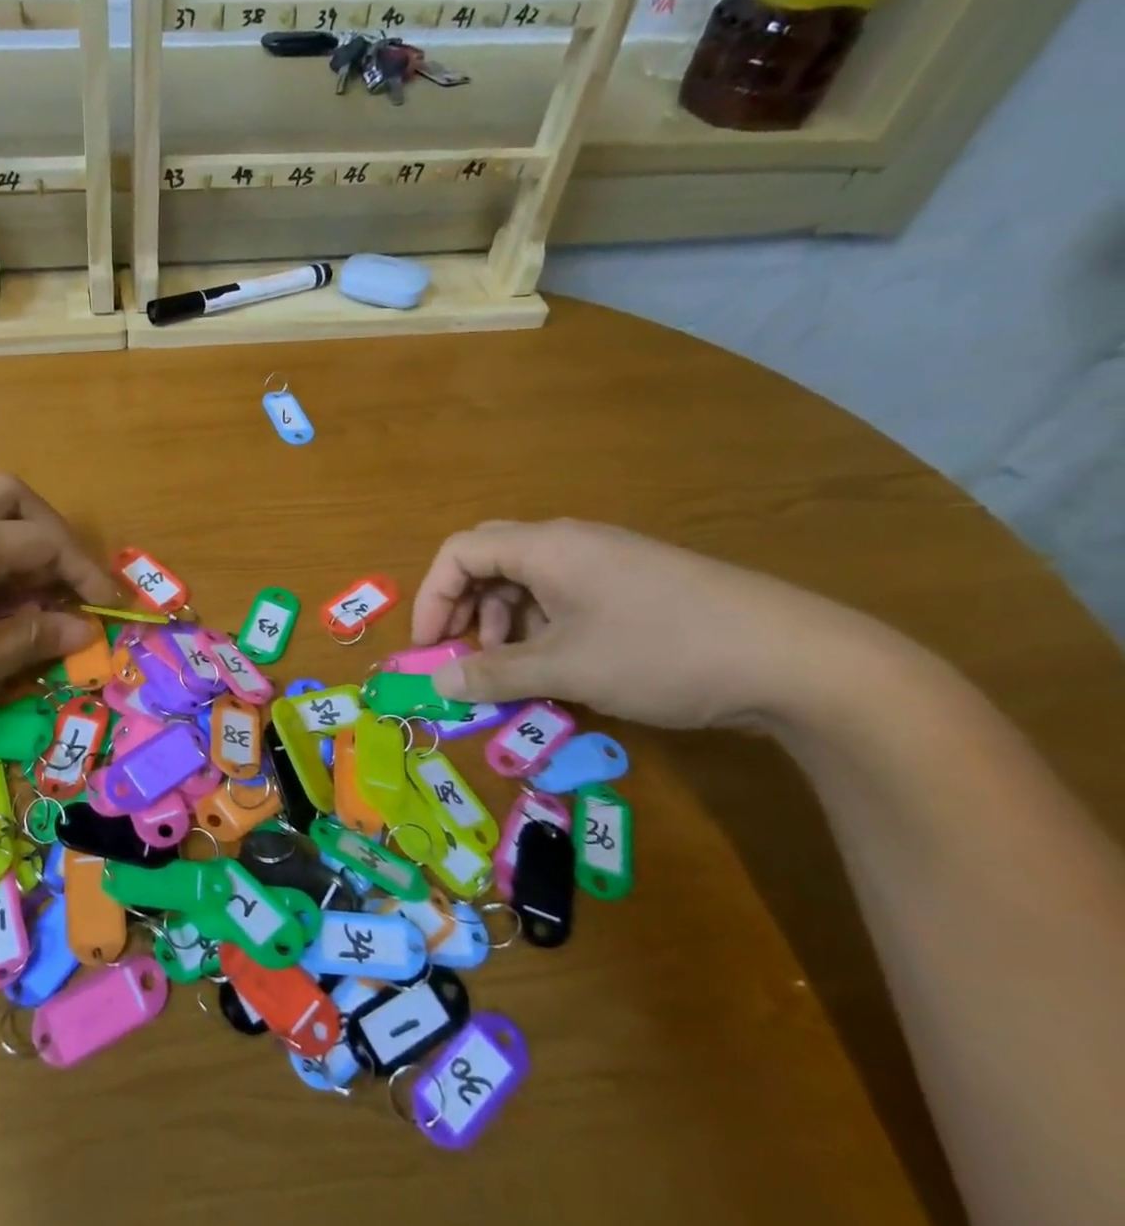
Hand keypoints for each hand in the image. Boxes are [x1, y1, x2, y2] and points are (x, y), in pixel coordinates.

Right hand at [411, 519, 853, 729]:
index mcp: (545, 547)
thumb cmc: (661, 652)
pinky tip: (560, 669)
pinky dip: (543, 631)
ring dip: (504, 626)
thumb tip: (439, 682)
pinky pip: (565, 599)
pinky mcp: (635, 587)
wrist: (796, 658)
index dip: (431, 598)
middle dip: (464, 611)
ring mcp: (607, 563)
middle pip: (490, 563)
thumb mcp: (566, 669)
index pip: (459, 552)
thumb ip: (494, 673)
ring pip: (528, 584)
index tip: (429, 649)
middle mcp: (571, 543)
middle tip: (464, 658)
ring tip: (514, 673)